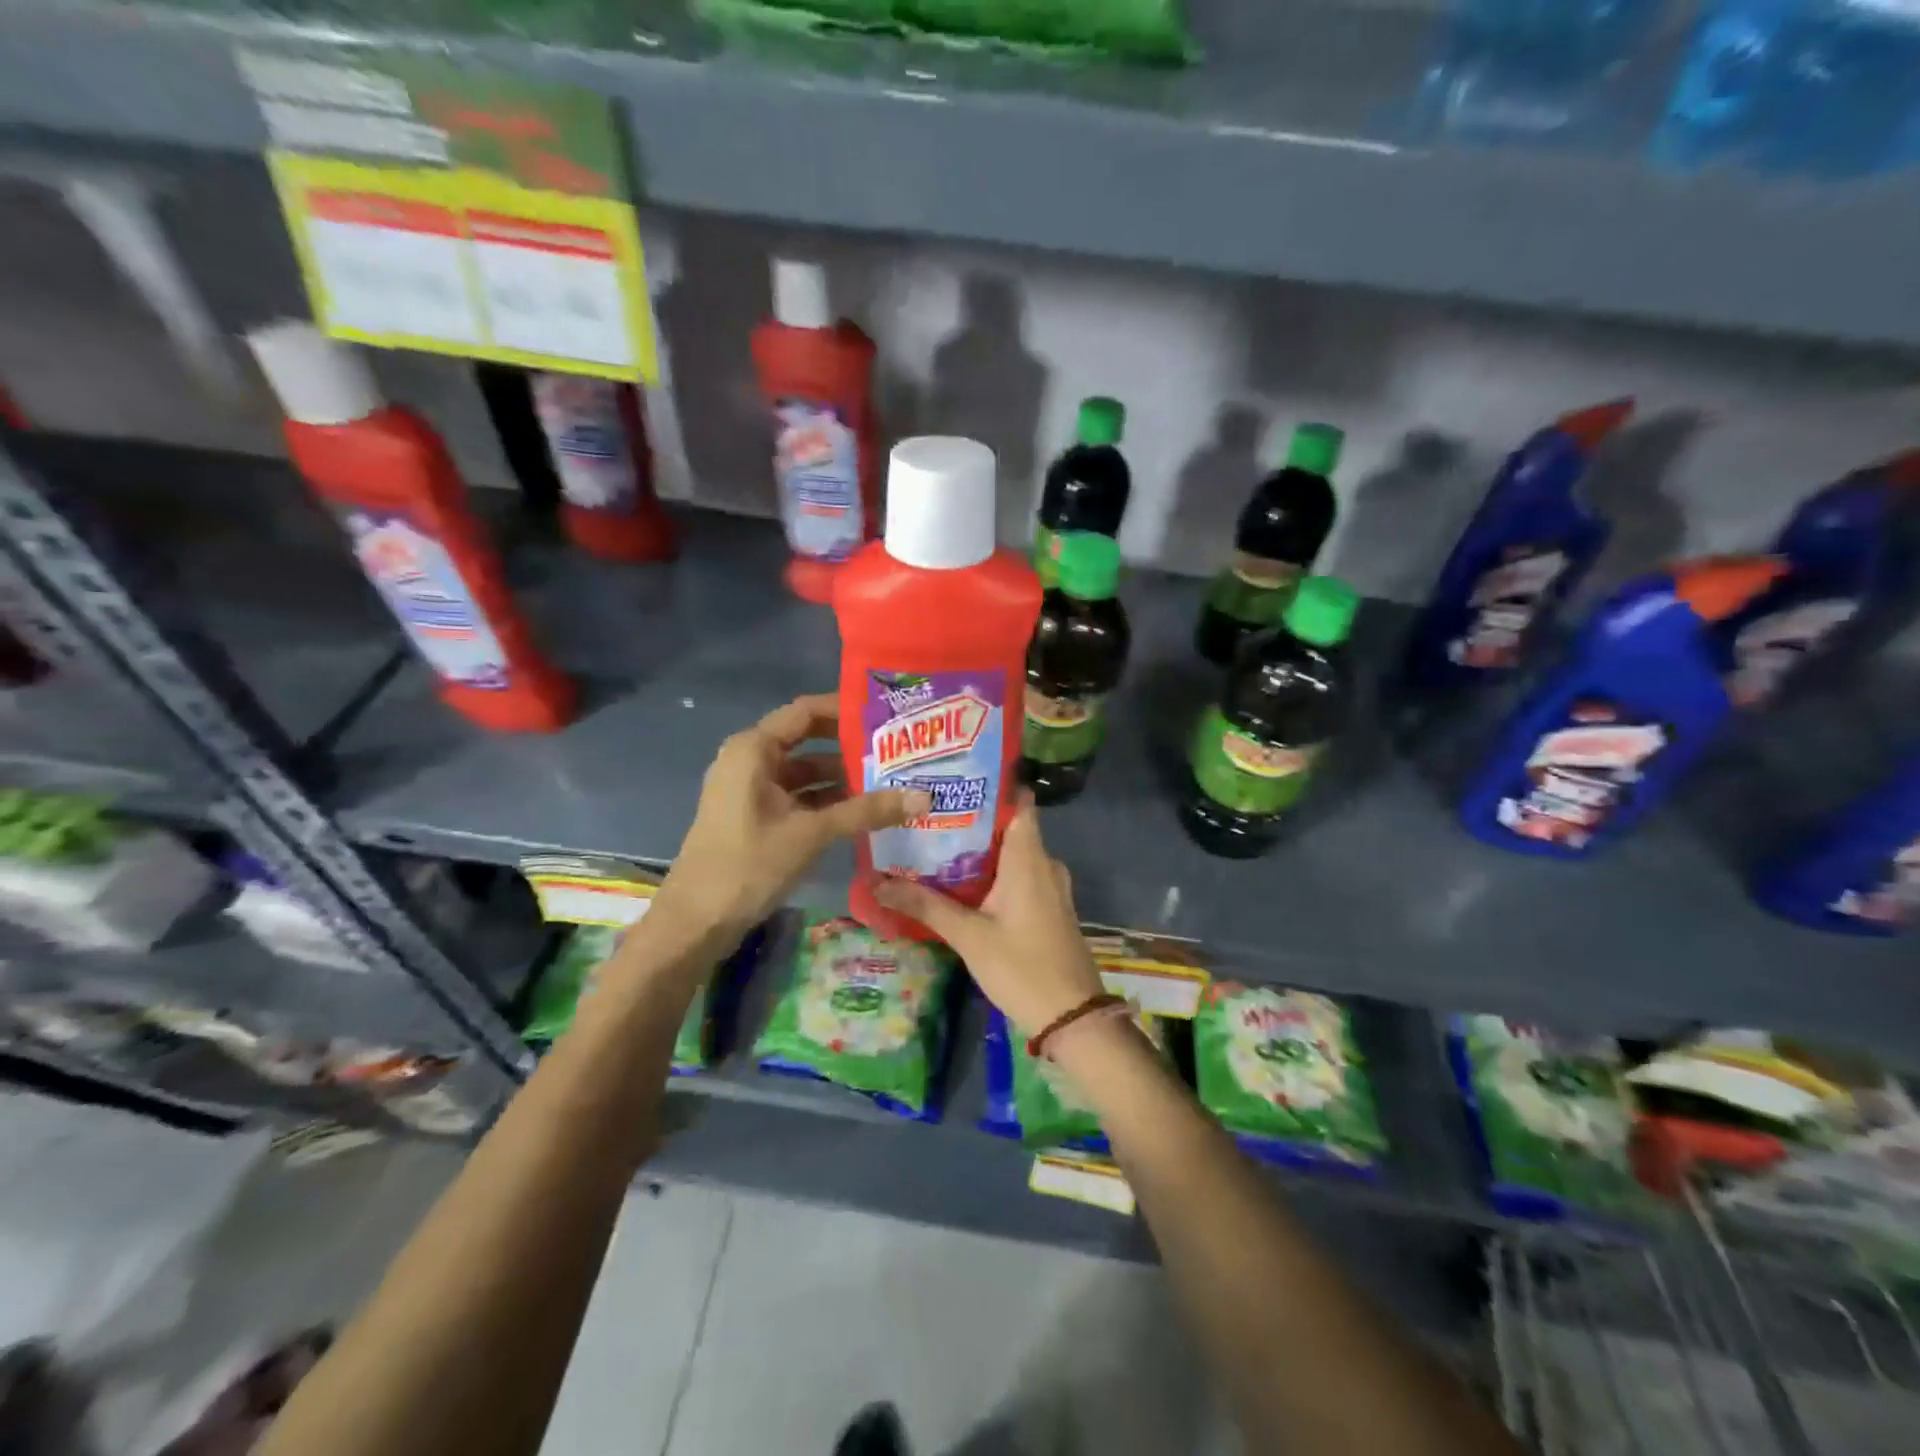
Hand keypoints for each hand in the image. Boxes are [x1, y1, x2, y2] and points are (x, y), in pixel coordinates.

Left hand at [654, 695, 928, 942]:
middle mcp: (750, 759)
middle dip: (851, 747)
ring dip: (842, 778)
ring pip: (805, 772)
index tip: (887, 715)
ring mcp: (751, 789)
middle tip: (898, 750)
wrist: (696, 921)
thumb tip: (924, 797)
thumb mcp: (812, 833)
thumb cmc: (749, 864)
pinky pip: (797, 796)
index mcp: (754, 749)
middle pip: (808, 740)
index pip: (806, 711)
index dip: (846, 710)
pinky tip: (863, 811)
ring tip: (891, 781)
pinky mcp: (755, 815)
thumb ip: (867, 811)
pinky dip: (826, 801)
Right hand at [873, 795, 1103, 1035]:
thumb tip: (877, 883)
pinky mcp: (1048, 908)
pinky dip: (992, 874)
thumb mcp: (968, 936)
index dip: (989, 786)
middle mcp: (1044, 863)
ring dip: (979, 851)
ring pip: (1012, 855)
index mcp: (1030, 857)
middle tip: (927, 814)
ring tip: (934, 844)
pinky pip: (1019, 876)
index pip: (1018, 801)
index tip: (952, 779)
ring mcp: (1050, 887)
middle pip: (1008, 827)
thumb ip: (925, 906)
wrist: (1072, 1018)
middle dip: (970, 821)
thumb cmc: (1022, 967)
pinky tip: (960, 882)